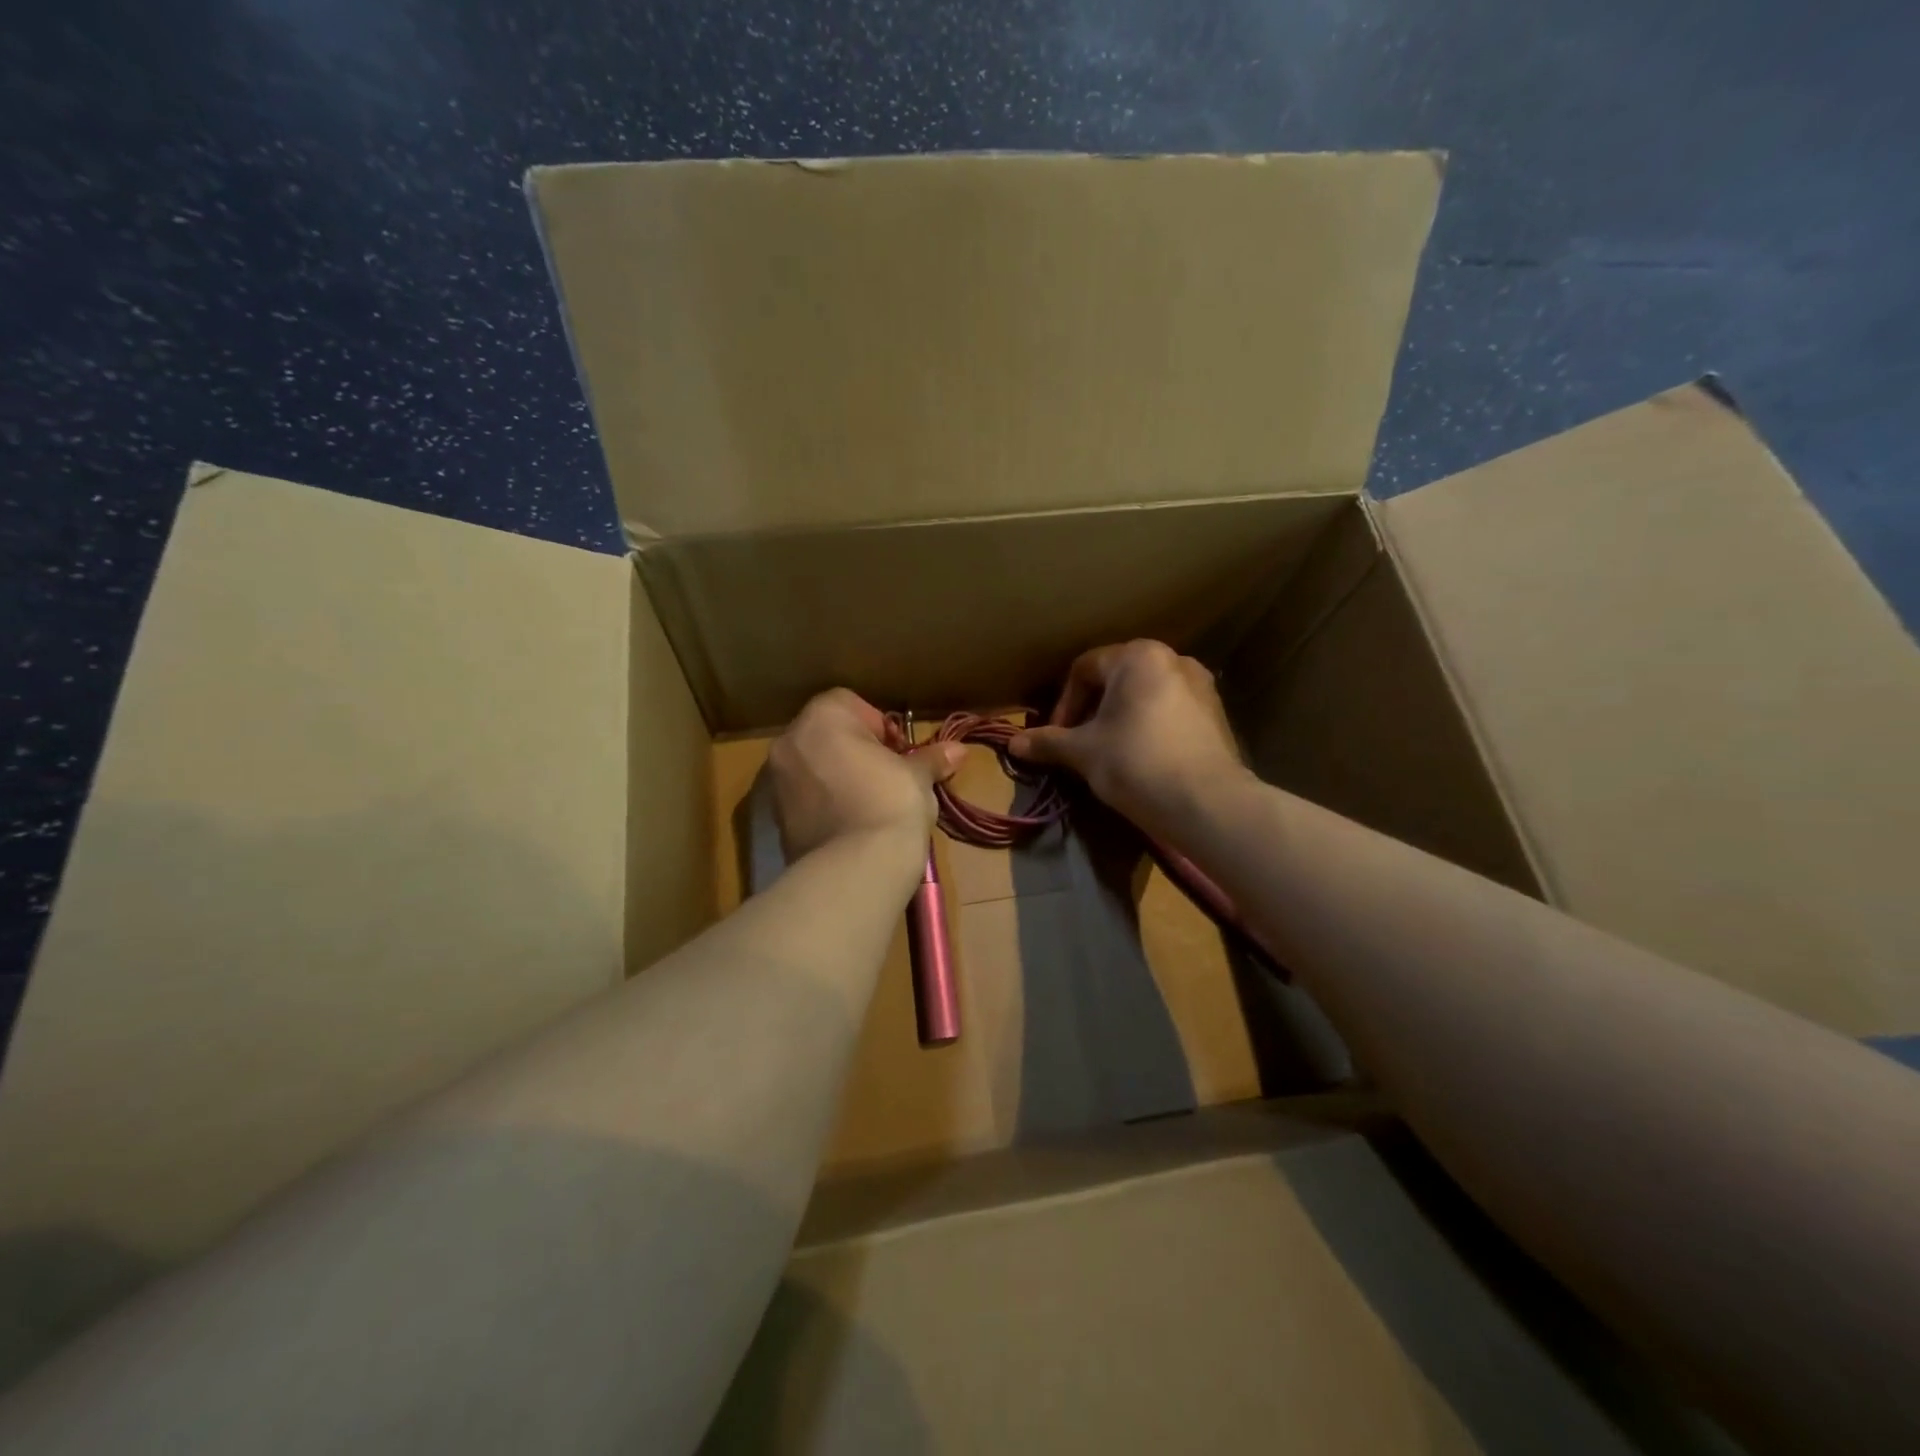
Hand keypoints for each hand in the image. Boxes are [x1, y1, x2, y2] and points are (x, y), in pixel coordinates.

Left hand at [768, 690, 965, 861]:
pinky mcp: (776, 819)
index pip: (848, 703)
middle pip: (826, 734)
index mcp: (822, 718)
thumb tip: (958, 750)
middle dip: (855, 750)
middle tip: (887, 775)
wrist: (855, 869)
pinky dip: (825, 804)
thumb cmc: (890, 803)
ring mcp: (776, 782)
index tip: (898, 752)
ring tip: (870, 802)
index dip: (878, 725)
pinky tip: (852, 825)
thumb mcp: (918, 777)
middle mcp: (790, 743)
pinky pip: (804, 799)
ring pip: (813, 767)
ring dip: (838, 777)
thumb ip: (931, 758)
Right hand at [1011, 641, 1245, 836]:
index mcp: (1138, 656)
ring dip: (1120, 718)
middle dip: (1092, 710)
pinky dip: (1149, 727)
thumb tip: (1013, 743)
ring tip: (1109, 752)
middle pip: (1116, 679)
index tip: (1057, 737)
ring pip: (1145, 695)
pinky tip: (1142, 758)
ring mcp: (1201, 685)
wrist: (1207, 803)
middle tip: (1079, 743)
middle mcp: (1173, 659)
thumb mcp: (1083, 752)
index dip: (1063, 703)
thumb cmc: (1136, 763)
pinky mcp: (1216, 713)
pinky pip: (1170, 711)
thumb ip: (1048, 742)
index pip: (1084, 669)